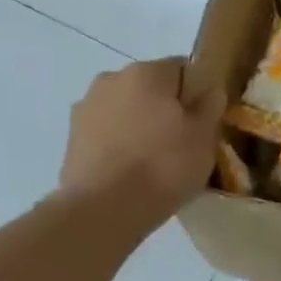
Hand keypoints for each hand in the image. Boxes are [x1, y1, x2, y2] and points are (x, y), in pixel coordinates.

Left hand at [59, 58, 224, 219]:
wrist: (102, 211)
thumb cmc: (163, 165)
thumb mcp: (204, 136)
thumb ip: (210, 106)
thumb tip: (209, 91)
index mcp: (146, 72)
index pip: (183, 69)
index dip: (198, 93)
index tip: (204, 121)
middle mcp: (111, 79)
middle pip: (150, 88)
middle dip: (165, 108)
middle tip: (182, 142)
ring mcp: (85, 109)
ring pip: (126, 110)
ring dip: (140, 125)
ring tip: (154, 161)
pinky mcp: (70, 139)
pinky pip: (107, 133)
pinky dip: (119, 144)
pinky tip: (130, 172)